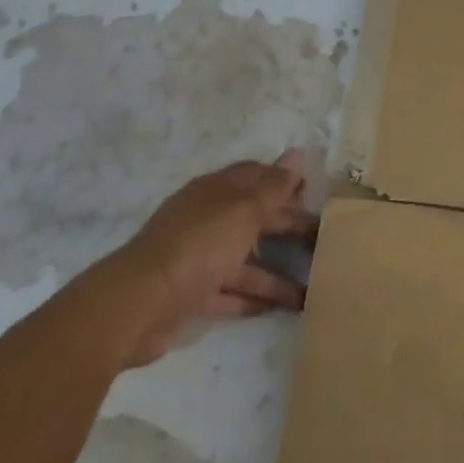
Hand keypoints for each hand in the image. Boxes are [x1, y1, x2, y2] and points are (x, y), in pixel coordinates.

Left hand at [96, 153, 318, 368]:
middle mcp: (207, 219)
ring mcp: (197, 258)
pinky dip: (253, 298)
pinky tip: (282, 308)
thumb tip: (298, 154)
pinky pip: (229, 293)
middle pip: (254, 218)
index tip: (314, 192)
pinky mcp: (190, 295)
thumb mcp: (243, 211)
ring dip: (276, 272)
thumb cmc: (199, 245)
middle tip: (324, 239)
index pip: (256, 176)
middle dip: (287, 226)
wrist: (138, 304)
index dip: (285, 181)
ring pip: (244, 259)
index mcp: (217, 191)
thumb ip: (273, 187)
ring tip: (312, 287)